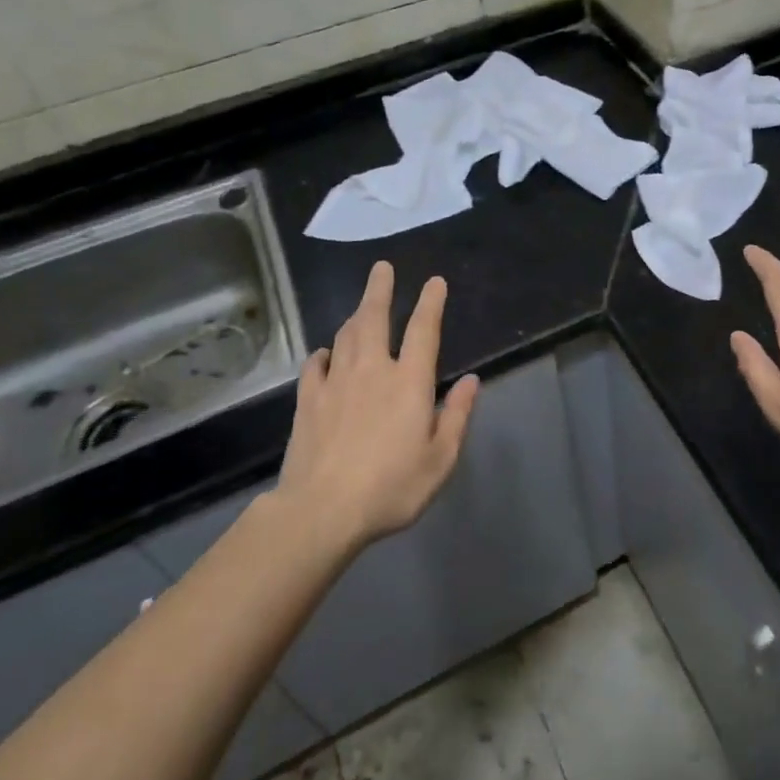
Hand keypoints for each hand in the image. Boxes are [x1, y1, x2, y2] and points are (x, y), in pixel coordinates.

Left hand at [278, 261, 479, 551]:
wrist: (321, 511)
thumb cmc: (390, 488)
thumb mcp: (440, 460)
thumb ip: (457, 416)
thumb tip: (471, 380)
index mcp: (409, 382)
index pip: (423, 330)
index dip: (431, 302)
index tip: (434, 281)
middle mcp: (372, 371)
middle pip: (375, 318)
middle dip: (380, 290)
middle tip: (381, 267)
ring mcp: (335, 383)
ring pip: (345, 336)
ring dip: (355, 316)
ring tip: (361, 306)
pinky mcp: (307, 401)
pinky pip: (315, 365)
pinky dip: (323, 353)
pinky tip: (325, 353)